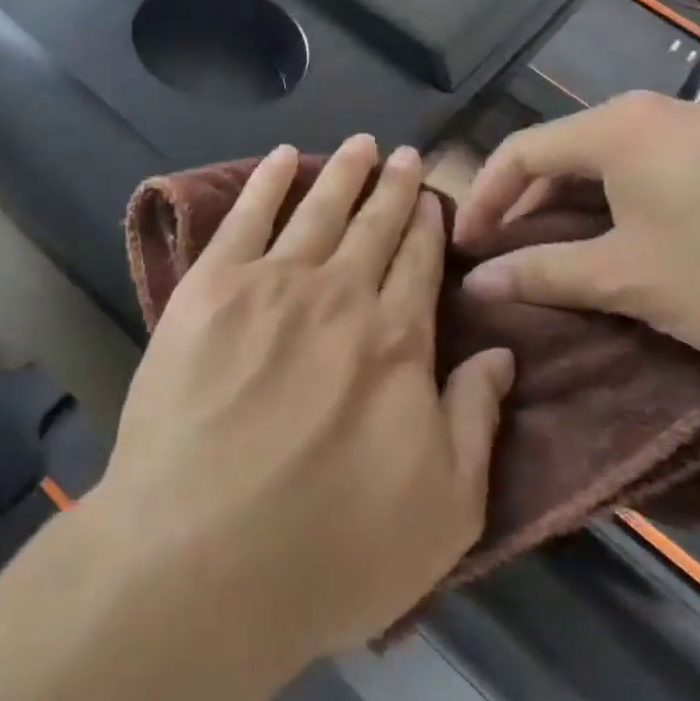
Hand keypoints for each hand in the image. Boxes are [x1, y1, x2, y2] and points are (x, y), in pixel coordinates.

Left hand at [92, 136, 515, 667]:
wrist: (200, 556)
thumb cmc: (330, 551)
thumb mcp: (444, 510)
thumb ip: (476, 420)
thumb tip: (499, 354)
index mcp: (398, 343)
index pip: (420, 264)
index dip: (428, 226)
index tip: (432, 198)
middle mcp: (340, 295)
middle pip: (374, 225)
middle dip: (394, 187)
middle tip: (405, 154)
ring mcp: (271, 284)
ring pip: (319, 209)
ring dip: (343, 172)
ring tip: (361, 144)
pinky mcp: (209, 288)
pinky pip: (245, 216)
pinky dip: (267, 180)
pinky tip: (283, 157)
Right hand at [453, 92, 699, 363]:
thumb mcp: (634, 280)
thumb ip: (545, 274)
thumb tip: (475, 282)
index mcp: (614, 130)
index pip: (518, 152)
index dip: (482, 201)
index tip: (464, 250)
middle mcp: (651, 114)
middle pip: (562, 157)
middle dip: (527, 210)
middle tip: (511, 263)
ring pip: (610, 169)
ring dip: (577, 215)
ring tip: (568, 265)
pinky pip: (654, 177)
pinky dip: (625, 213)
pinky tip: (638, 253)